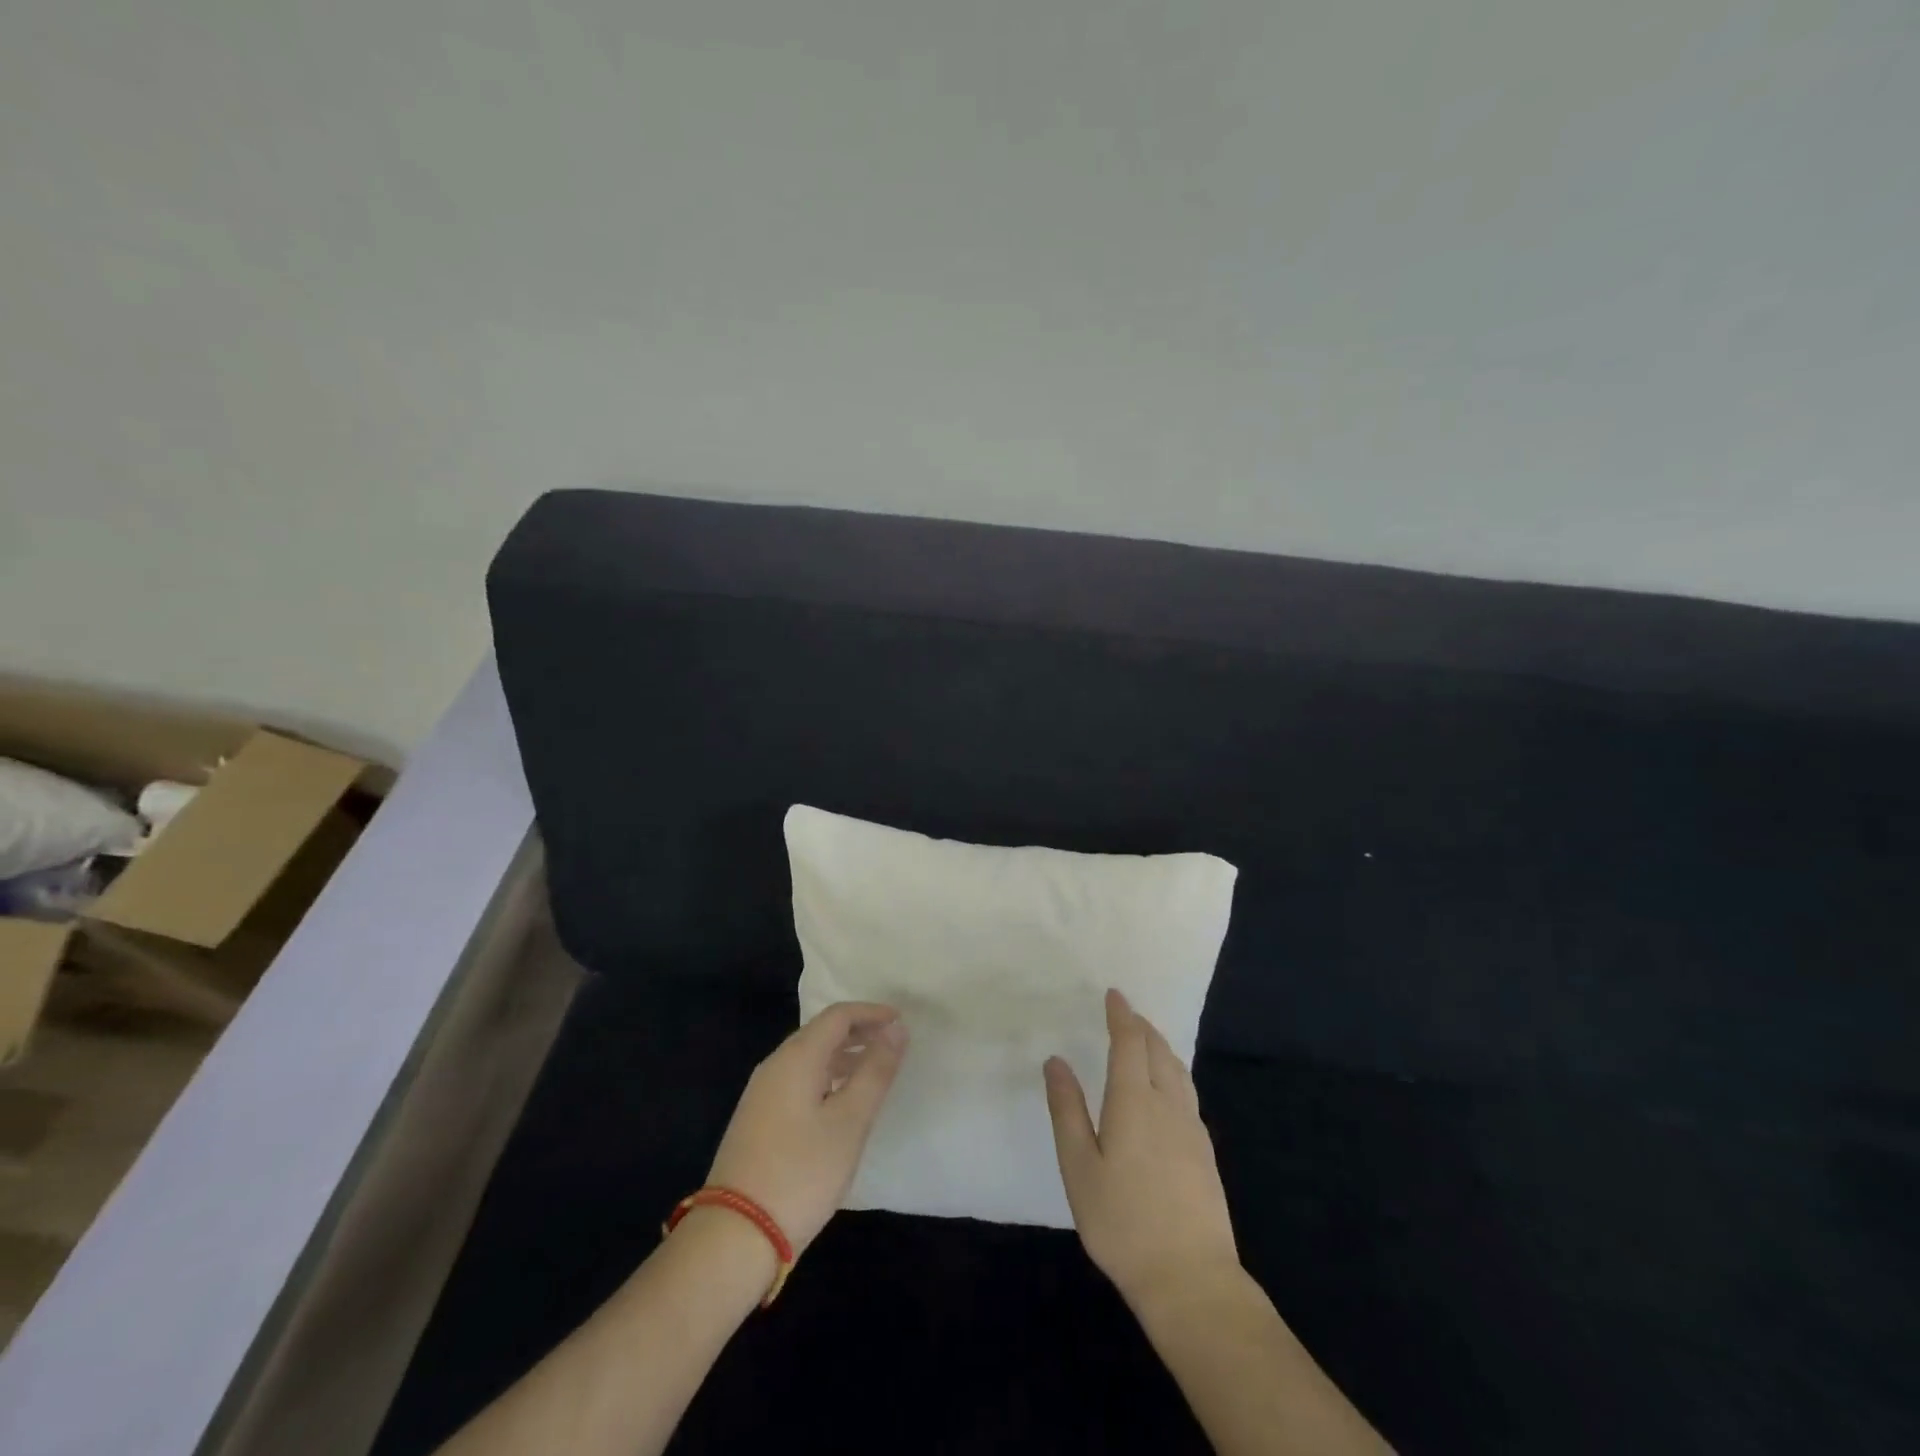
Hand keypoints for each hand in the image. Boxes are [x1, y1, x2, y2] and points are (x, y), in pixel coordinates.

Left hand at [706, 1002, 908, 1254]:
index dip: (871, 1013)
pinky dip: (826, 1077)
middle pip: (821, 1033)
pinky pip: (798, 1080)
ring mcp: (761, 1094)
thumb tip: (896, 1029)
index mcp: (796, 1058)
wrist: (736, 1235)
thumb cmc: (802, 1173)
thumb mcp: (850, 1122)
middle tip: (892, 1043)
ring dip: (843, 1056)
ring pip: (808, 1058)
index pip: (838, 1016)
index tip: (901, 1022)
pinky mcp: (757, 1119)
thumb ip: (875, 1071)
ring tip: (874, 1071)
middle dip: (858, 1032)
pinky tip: (840, 1103)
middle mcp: (775, 1066)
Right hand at [1044, 989, 1238, 1307]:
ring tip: (1147, 1040)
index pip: (1130, 1043)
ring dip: (1161, 1047)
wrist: (1191, 1279)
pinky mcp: (1205, 1153)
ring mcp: (1192, 1129)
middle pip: (1159, 1051)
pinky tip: (1167, 1089)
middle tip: (1127, 1013)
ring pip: (1178, 1071)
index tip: (1114, 994)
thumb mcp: (1079, 1167)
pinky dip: (1173, 1072)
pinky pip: (1188, 1093)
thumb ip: (1067, 1110)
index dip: (1122, 1015)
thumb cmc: (1123, 1222)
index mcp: (1135, 1101)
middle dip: (1142, 1026)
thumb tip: (1056, 1061)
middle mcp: (1169, 1105)